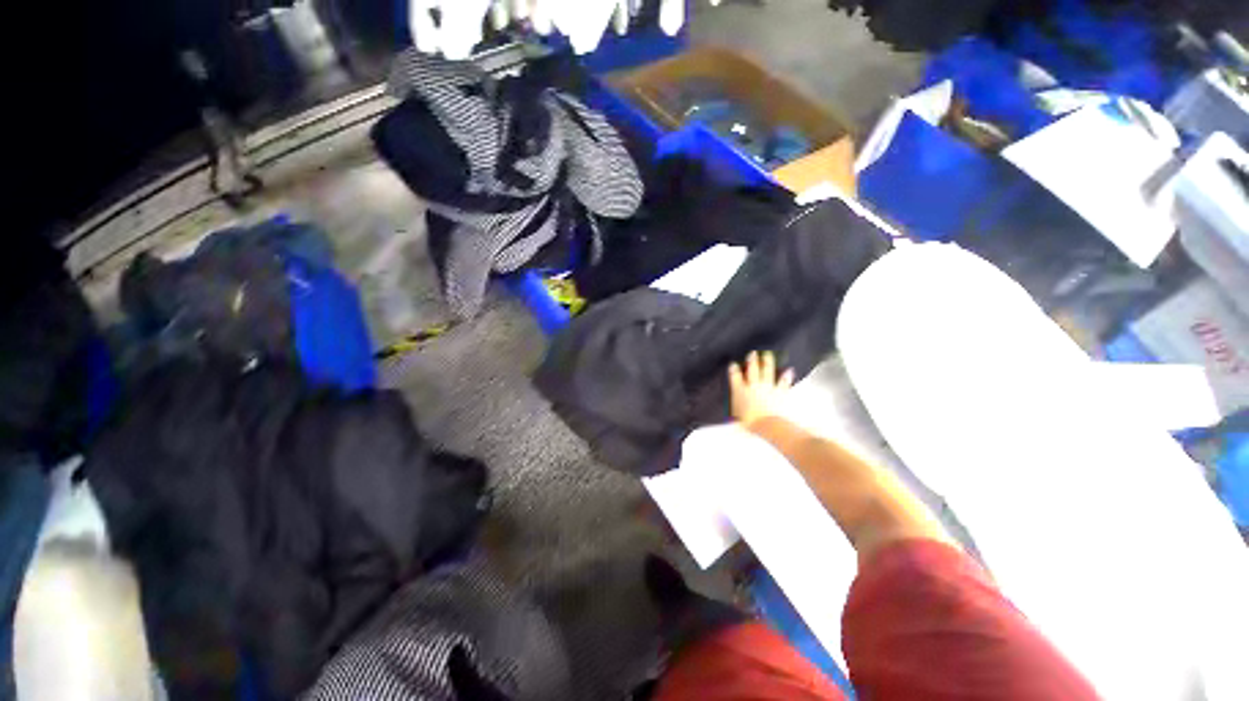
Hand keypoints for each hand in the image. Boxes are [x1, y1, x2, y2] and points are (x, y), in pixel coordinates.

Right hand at [728, 351, 794, 430]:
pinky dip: (786, 376)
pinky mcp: (779, 392)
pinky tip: (789, 370)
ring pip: (767, 371)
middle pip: (752, 370)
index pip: (735, 377)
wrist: (767, 424)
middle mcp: (753, 386)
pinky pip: (783, 382)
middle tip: (752, 353)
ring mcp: (767, 387)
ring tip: (768, 355)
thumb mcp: (737, 420)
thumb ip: (734, 415)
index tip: (733, 364)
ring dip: (767, 362)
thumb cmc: (750, 422)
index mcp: (740, 391)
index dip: (734, 369)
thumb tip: (731, 420)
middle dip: (751, 361)